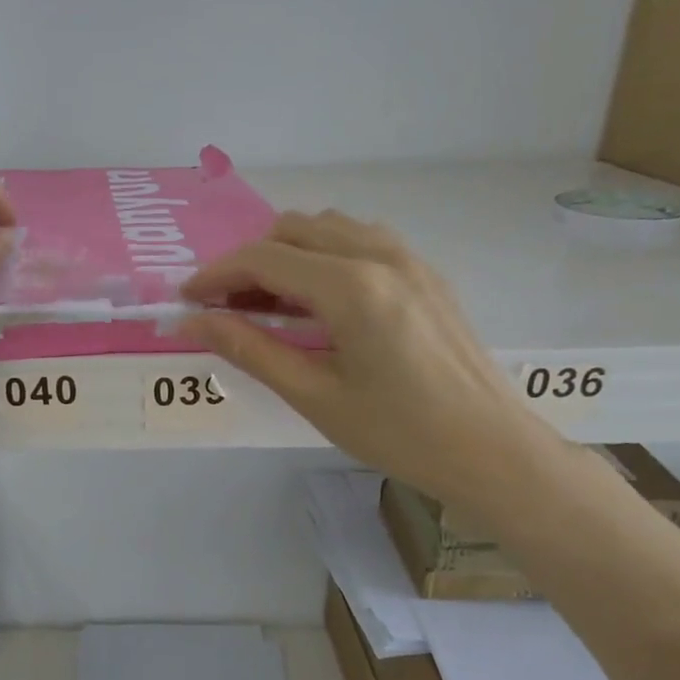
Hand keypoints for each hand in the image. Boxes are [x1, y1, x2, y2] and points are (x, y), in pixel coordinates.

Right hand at [180, 211, 561, 517]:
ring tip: (270, 304)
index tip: (187, 299)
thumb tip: (193, 321)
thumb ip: (249, 349)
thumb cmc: (398, 432)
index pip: (264, 259)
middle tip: (226, 307)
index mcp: (352, 287)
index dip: (216, 274)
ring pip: (327, 228)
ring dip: (287, 253)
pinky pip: (360, 240)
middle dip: (249, 261)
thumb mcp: (313, 395)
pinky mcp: (426, 273)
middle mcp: (381, 255)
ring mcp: (410, 259)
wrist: (492, 451)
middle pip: (292, 229)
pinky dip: (323, 255)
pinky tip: (319, 301)